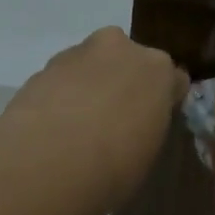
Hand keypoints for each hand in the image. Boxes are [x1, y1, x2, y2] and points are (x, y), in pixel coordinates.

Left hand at [0, 28, 186, 211]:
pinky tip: (52, 127)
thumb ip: (146, 126)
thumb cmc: (116, 164)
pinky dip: (60, 95)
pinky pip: (61, 79)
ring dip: (88, 86)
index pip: (172, 79)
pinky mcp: (42, 67)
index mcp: (158, 69)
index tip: (151, 122)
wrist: (50, 160)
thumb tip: (135, 127)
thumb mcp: (148, 152)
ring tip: (76, 127)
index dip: (162, 101)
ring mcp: (78, 53)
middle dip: (122, 82)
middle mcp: (120, 49)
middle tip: (113, 120)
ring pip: (90, 66)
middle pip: (128, 61)